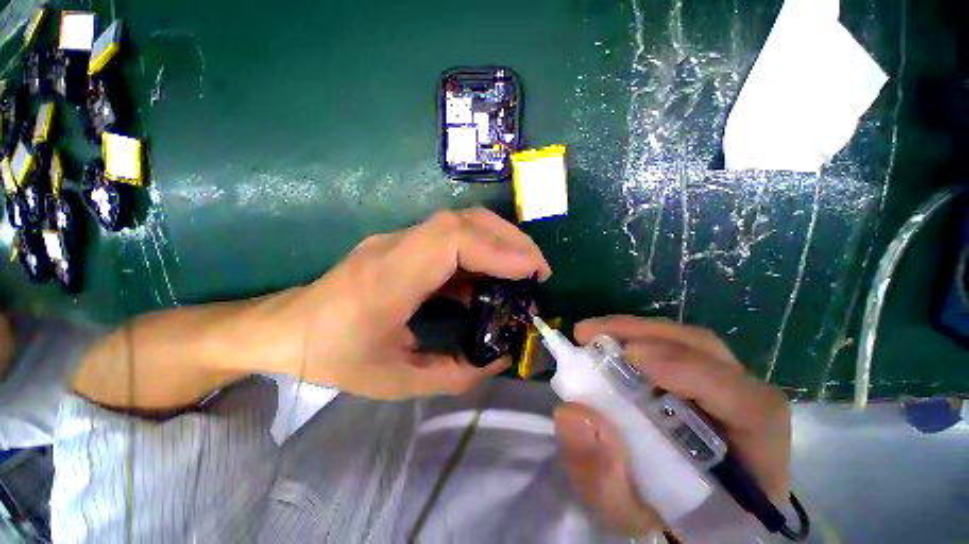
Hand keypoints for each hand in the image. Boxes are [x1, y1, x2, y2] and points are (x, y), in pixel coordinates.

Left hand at [274, 209, 550, 399]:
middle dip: (509, 240)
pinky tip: (490, 278)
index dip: (499, 249)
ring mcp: (399, 240)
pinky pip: (450, 238)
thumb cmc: (334, 356)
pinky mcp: (403, 244)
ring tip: (523, 270)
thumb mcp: (395, 381)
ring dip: (499, 241)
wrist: (287, 328)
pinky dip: (480, 252)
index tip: (532, 272)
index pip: (452, 240)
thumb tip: (498, 358)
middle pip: (462, 221)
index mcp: (389, 278)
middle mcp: (396, 247)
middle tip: (537, 269)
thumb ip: (453, 374)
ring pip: (460, 222)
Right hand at [553, 316, 790, 535]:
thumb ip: (603, 478)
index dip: (693, 372)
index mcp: (754, 464)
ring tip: (590, 335)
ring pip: (690, 344)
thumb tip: (571, 413)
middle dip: (647, 336)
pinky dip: (635, 338)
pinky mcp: (699, 380)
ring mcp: (724, 390)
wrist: (674, 515)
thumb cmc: (660, 522)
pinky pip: (673, 348)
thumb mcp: (626, 515)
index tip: (629, 356)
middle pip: (712, 356)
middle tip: (590, 335)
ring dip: (636, 331)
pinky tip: (606, 343)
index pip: (751, 406)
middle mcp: (746, 415)